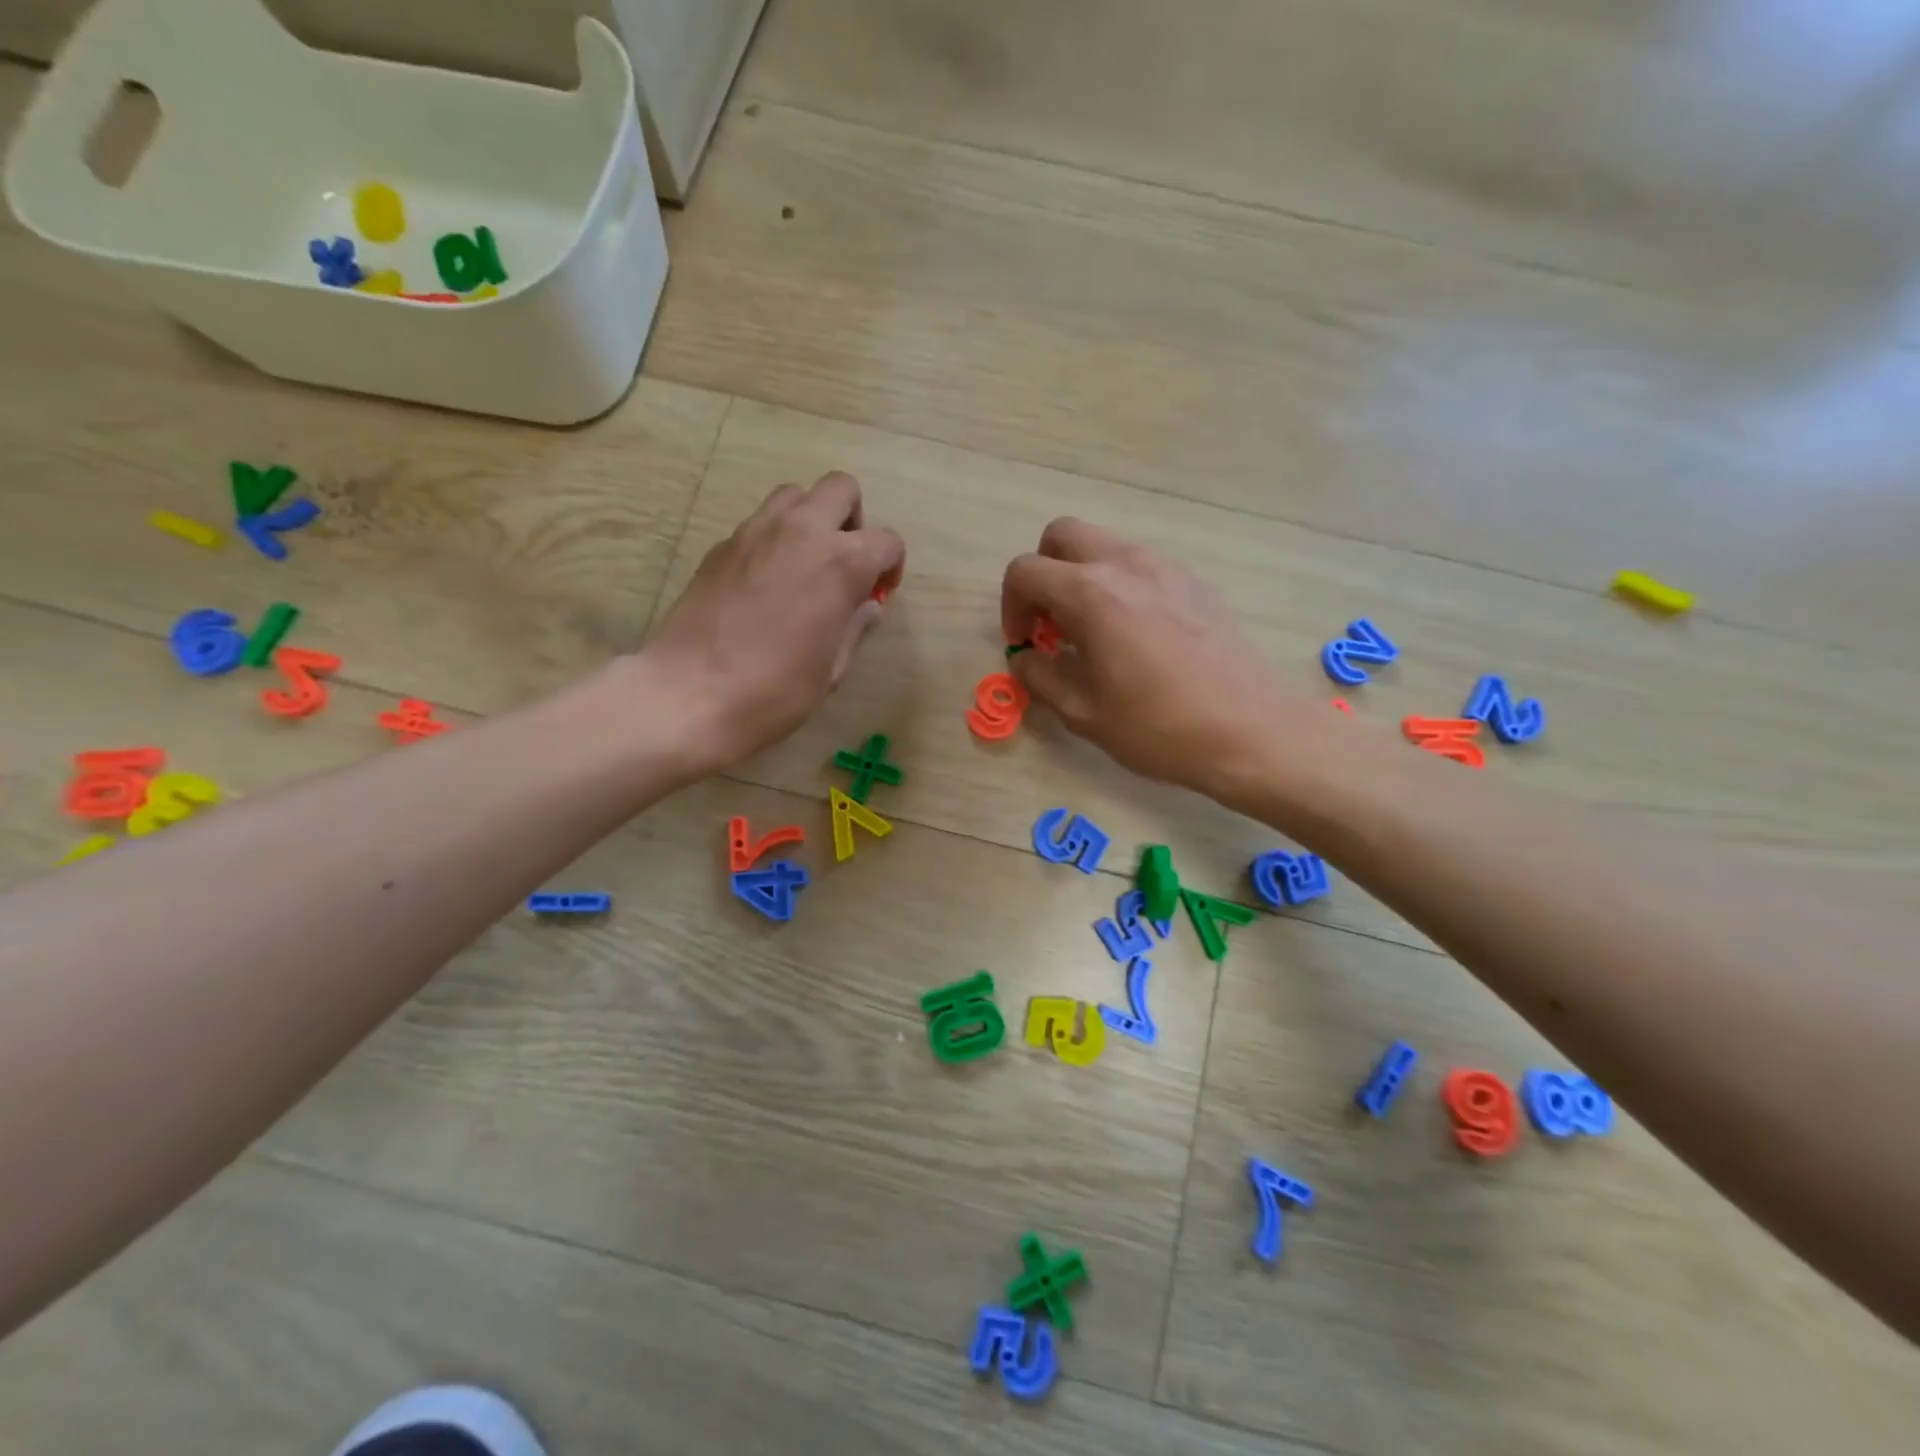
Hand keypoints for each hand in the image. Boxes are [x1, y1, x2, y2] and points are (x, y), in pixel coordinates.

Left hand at [644, 473, 903, 772]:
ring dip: (811, 519)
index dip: (891, 565)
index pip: (886, 540)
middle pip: (841, 488)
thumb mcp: (831, 669)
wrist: (690, 694)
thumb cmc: (775, 690)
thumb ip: (854, 627)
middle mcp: (801, 532)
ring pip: (795, 495)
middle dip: (853, 519)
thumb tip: (866, 606)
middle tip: (845, 562)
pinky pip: (759, 524)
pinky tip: (764, 585)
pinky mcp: (721, 546)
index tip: (878, 593)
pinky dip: (774, 540)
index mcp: (841, 563)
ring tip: (804, 565)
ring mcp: (755, 533)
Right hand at [1001, 519, 1306, 799]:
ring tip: (1092, 632)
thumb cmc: (1157, 727)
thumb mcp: (1082, 712)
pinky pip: (1141, 566)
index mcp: (1091, 594)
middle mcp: (1126, 565)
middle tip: (1050, 622)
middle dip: (1043, 573)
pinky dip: (1119, 585)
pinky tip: (1134, 635)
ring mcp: (1166, 568)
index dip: (1010, 605)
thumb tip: (1025, 657)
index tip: (1024, 642)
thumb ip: (1039, 675)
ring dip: (1081, 577)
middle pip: (1062, 535)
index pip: (1025, 571)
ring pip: (1104, 546)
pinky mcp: (1195, 582)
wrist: (1249, 731)